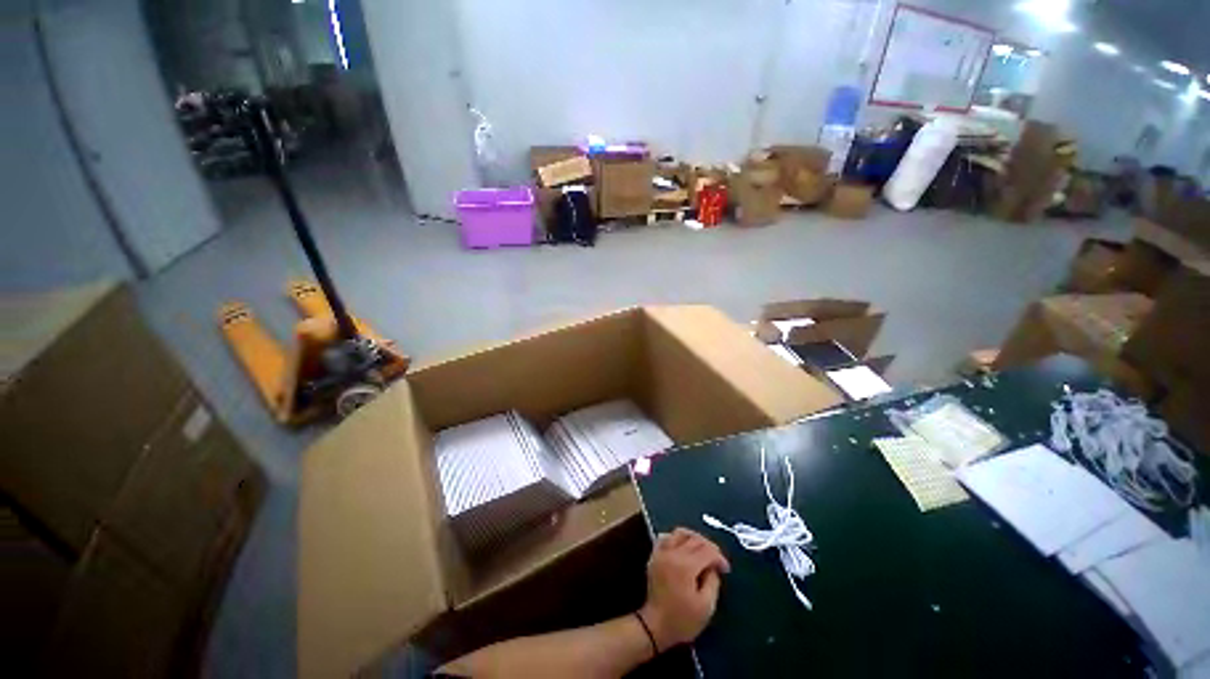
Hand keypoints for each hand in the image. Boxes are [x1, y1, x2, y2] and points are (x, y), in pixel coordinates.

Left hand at [639, 528, 730, 650]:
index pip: (707, 551)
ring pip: (680, 533)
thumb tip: (713, 567)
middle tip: (717, 559)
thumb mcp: (706, 607)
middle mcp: (673, 553)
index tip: (725, 569)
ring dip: (694, 537)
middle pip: (694, 539)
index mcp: (686, 566)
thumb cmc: (682, 620)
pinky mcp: (654, 555)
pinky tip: (683, 546)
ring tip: (702, 549)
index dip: (719, 557)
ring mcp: (661, 552)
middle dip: (709, 546)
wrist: (655, 625)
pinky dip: (676, 537)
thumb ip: (713, 582)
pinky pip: (665, 537)